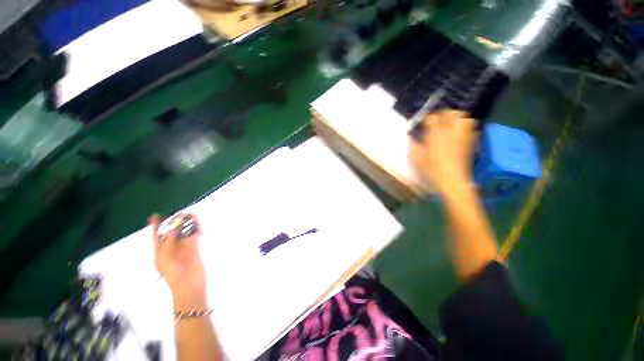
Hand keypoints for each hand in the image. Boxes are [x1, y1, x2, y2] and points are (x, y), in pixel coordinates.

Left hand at [150, 214, 206, 307]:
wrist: (190, 286)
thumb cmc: (175, 274)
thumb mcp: (167, 258)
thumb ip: (169, 243)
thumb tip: (173, 228)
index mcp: (160, 252)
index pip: (157, 237)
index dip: (156, 226)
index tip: (156, 215)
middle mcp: (171, 248)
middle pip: (172, 232)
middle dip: (175, 222)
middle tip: (181, 213)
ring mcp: (183, 248)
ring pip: (185, 233)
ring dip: (187, 224)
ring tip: (191, 215)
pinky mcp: (194, 248)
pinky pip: (195, 236)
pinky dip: (196, 230)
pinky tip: (199, 226)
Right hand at [409, 110, 475, 194]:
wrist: (453, 180)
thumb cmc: (433, 170)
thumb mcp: (418, 159)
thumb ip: (414, 146)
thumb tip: (410, 137)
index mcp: (436, 136)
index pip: (432, 118)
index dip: (427, 117)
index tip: (423, 120)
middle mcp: (450, 133)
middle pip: (451, 113)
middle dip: (444, 113)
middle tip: (438, 118)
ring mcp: (461, 136)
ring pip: (463, 118)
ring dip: (456, 117)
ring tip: (449, 122)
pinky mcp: (469, 142)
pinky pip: (470, 128)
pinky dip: (464, 125)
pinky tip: (458, 131)